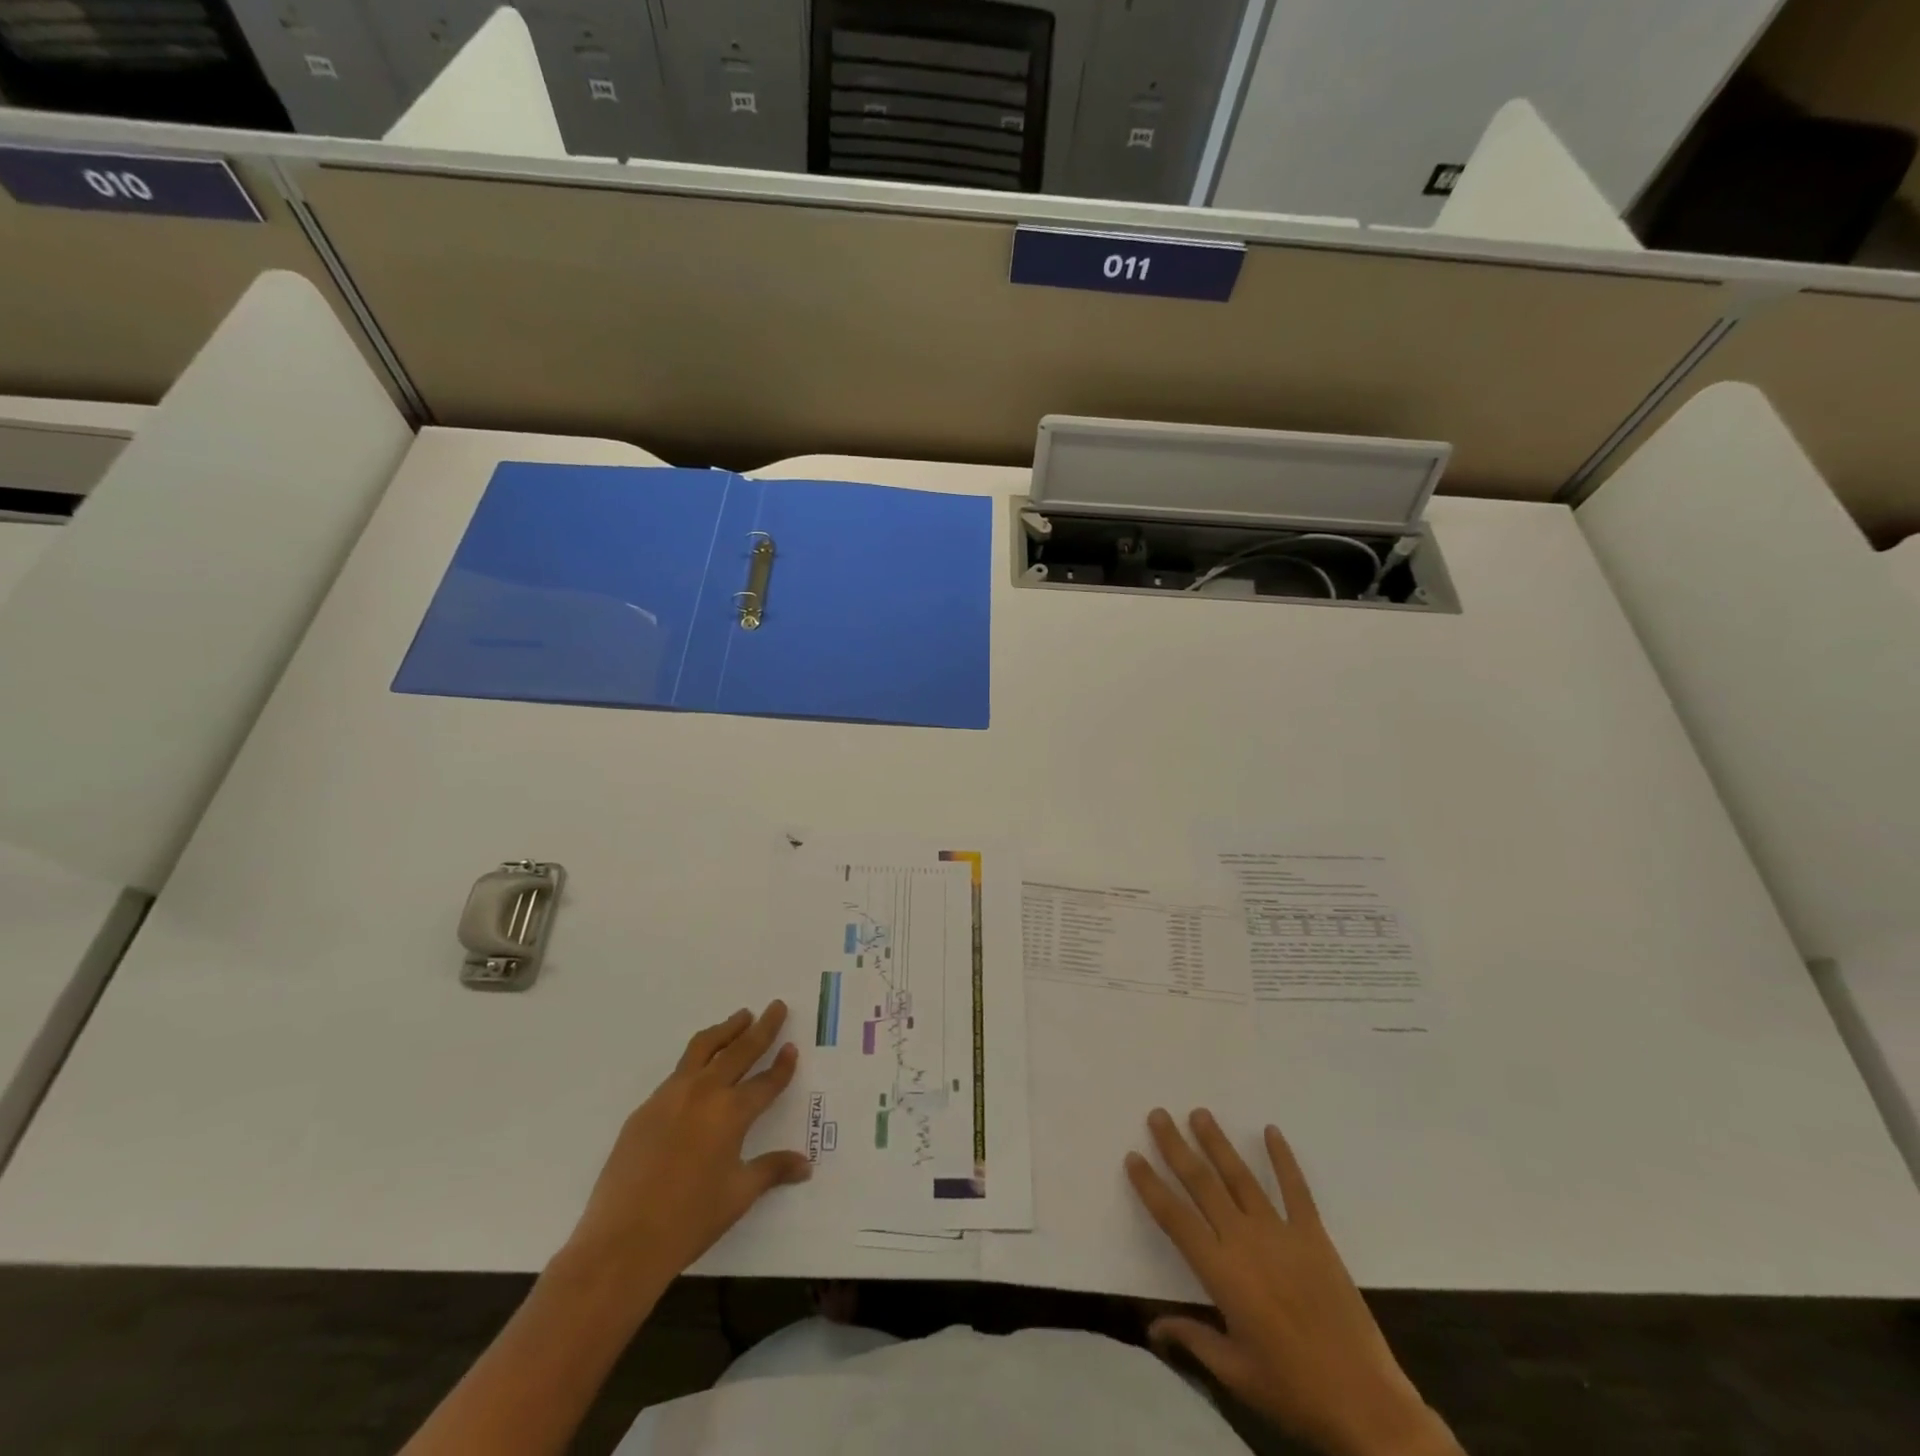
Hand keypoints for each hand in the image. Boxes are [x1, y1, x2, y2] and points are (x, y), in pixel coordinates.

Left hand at [559, 1002, 810, 1303]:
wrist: (621, 1242)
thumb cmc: (689, 1220)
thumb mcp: (738, 1195)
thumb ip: (772, 1170)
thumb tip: (805, 1164)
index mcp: (732, 1113)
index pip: (766, 1081)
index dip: (782, 1065)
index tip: (792, 1046)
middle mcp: (704, 1093)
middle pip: (739, 1050)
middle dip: (762, 1028)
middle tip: (775, 1007)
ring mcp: (670, 1097)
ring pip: (703, 1049)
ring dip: (726, 1030)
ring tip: (740, 1017)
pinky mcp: (645, 1109)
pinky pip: (677, 1073)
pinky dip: (697, 1060)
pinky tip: (699, 1070)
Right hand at [1126, 1109, 1460, 1455]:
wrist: (1367, 1404)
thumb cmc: (1294, 1391)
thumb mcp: (1237, 1374)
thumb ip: (1193, 1339)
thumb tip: (1152, 1327)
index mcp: (1222, 1273)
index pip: (1175, 1218)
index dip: (1151, 1186)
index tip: (1132, 1157)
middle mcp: (1245, 1241)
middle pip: (1202, 1184)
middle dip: (1176, 1147)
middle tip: (1158, 1115)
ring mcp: (1281, 1233)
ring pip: (1241, 1177)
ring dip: (1217, 1143)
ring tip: (1199, 1113)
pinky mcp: (1314, 1236)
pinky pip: (1296, 1189)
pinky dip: (1283, 1158)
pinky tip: (1271, 1132)